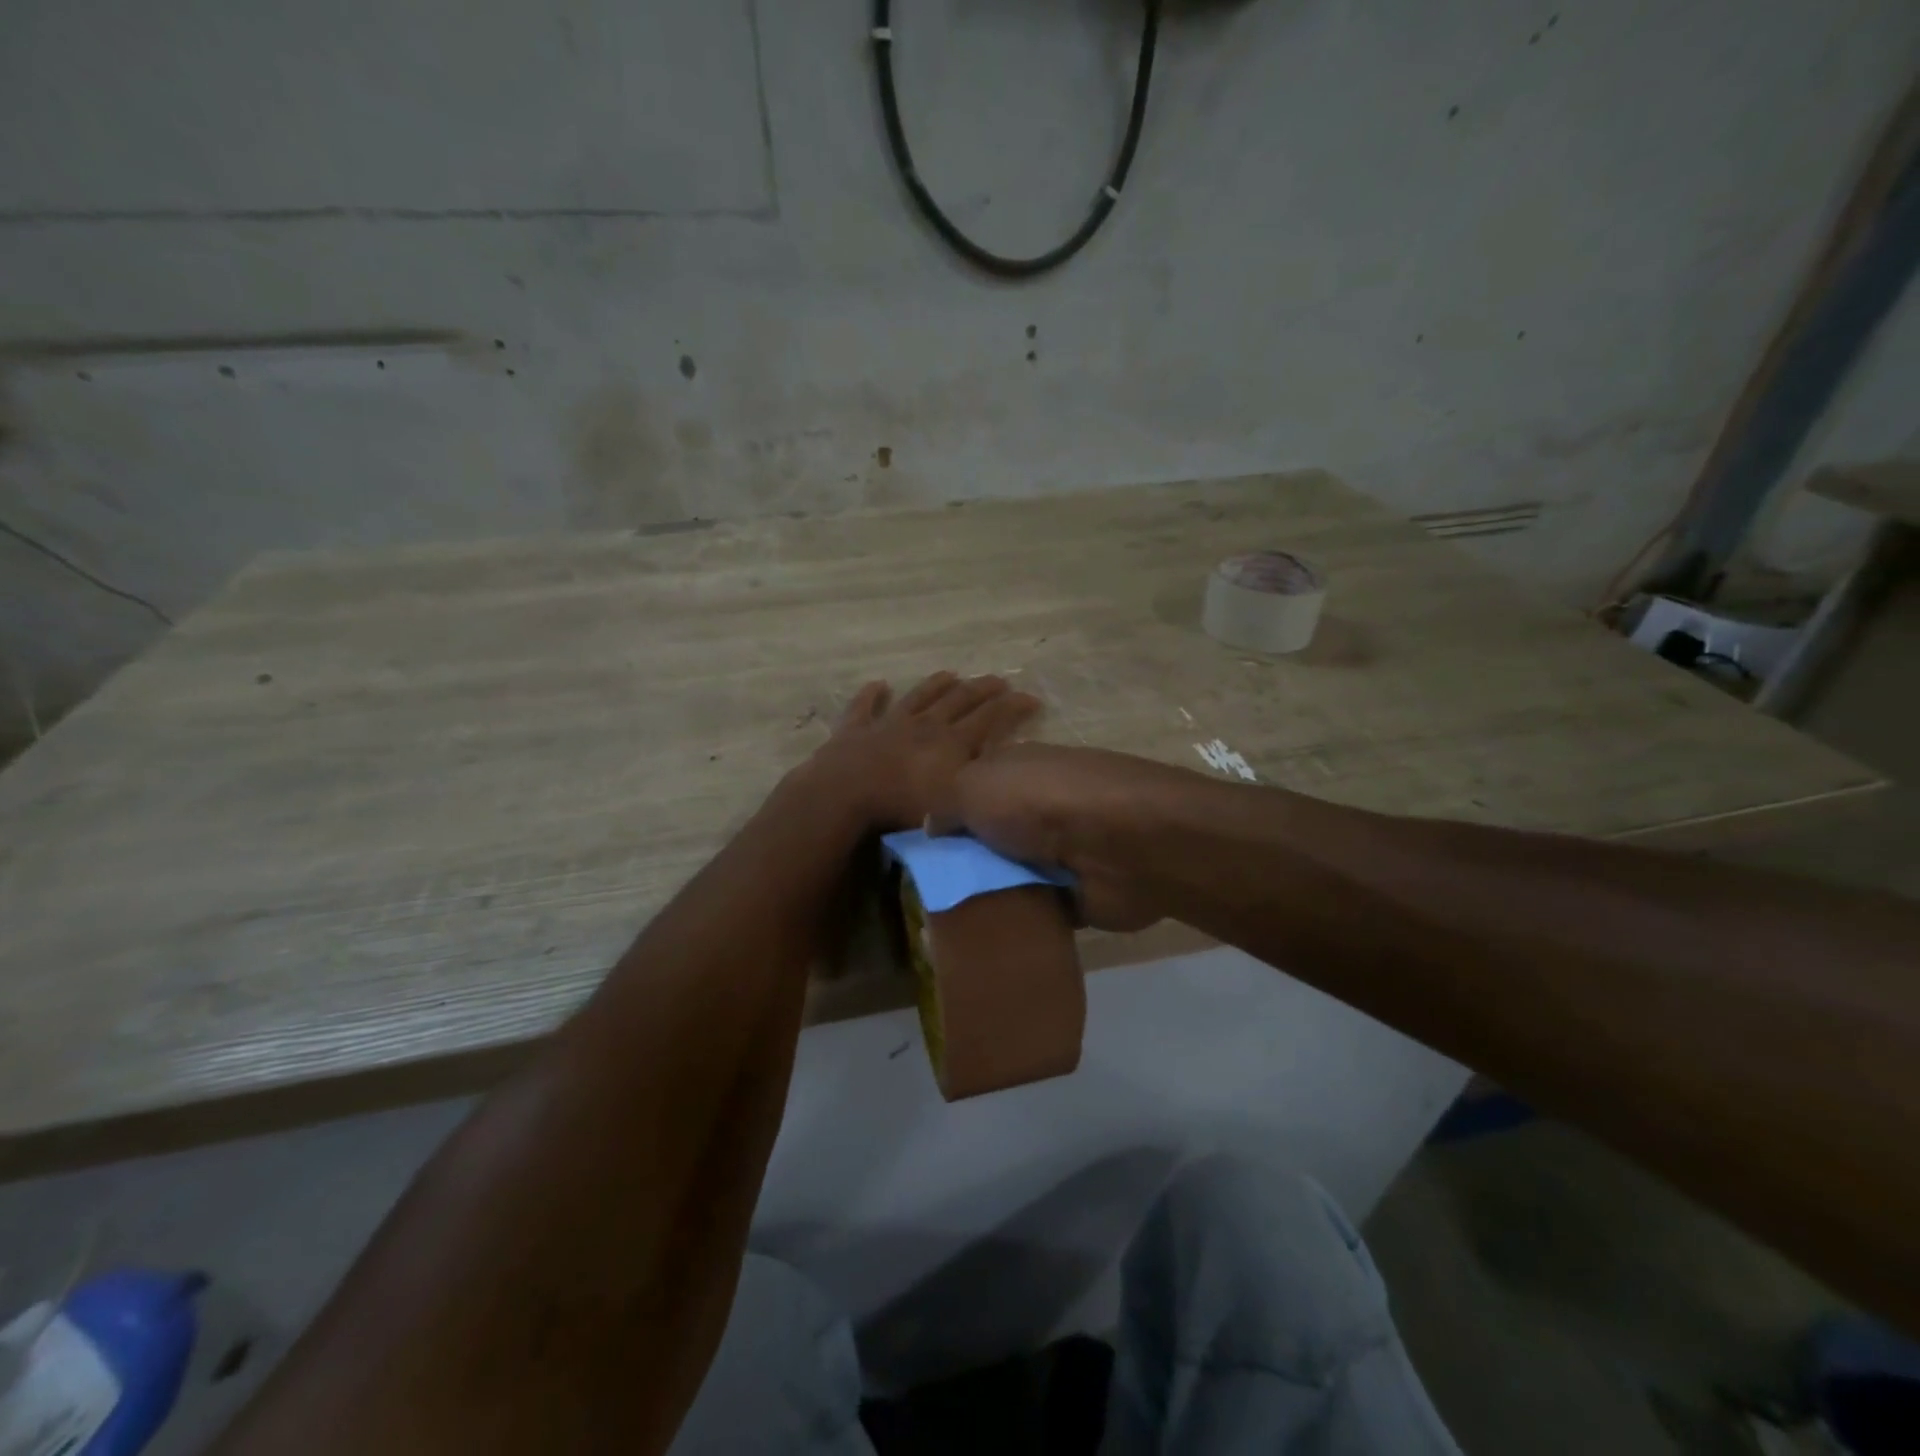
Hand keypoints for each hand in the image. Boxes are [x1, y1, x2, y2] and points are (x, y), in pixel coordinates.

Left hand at [802, 671, 1041, 830]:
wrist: (844, 795)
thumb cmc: (901, 807)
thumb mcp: (953, 802)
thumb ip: (978, 788)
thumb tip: (999, 779)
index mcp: (951, 743)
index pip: (989, 718)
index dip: (1012, 707)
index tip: (1031, 698)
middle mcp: (925, 725)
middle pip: (959, 701)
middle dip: (982, 689)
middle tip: (999, 680)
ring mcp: (888, 723)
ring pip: (918, 697)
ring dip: (935, 684)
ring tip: (950, 673)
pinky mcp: (855, 729)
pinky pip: (865, 707)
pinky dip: (871, 695)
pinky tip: (878, 684)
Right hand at [940, 743, 1191, 931]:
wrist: (1120, 845)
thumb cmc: (1039, 802)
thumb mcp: (973, 786)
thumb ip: (945, 804)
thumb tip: (931, 825)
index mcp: (1017, 770)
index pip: (972, 790)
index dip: (946, 816)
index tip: (918, 849)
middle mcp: (1039, 807)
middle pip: (989, 837)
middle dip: (962, 861)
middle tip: (924, 893)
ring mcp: (1061, 850)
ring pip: (1009, 874)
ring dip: (987, 893)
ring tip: (946, 924)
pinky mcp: (1077, 892)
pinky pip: (1034, 908)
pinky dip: (1016, 921)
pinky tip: (984, 938)